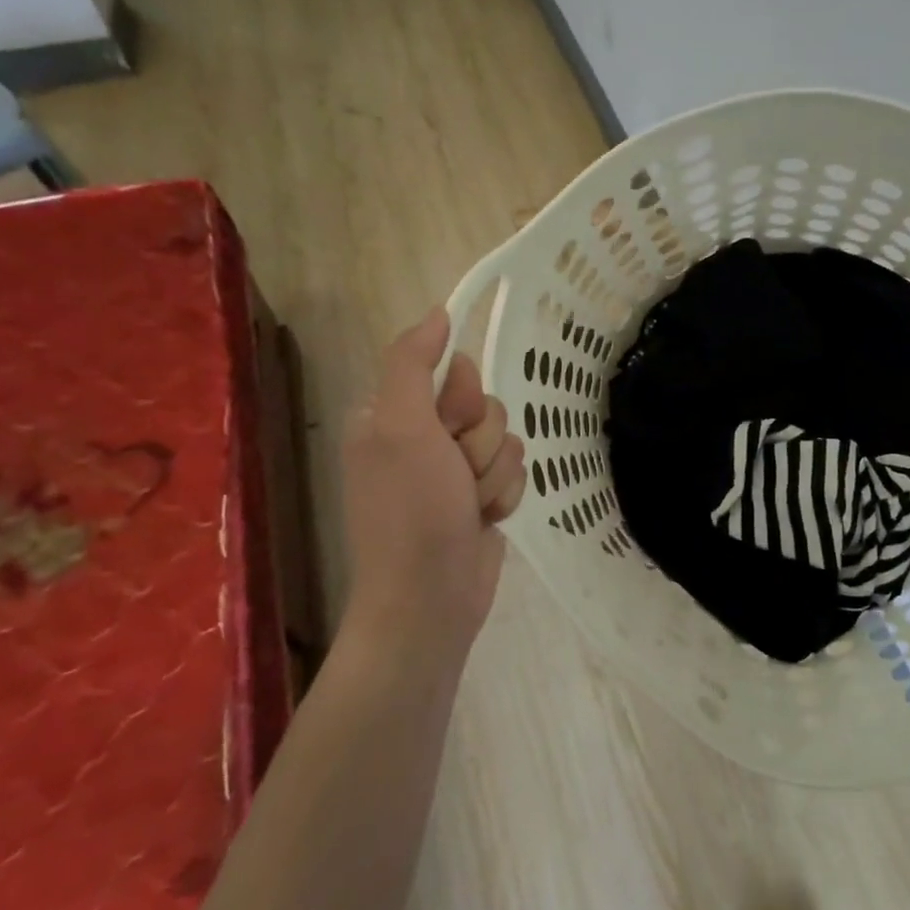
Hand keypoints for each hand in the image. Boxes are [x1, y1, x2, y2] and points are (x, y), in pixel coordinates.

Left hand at [341, 308, 525, 663]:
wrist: (432, 596)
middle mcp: (423, 436)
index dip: (463, 402)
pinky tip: (485, 520)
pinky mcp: (480, 497)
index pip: (455, 372)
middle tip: (456, 478)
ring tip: (469, 507)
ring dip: (494, 475)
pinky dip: (504, 496)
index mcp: (393, 413)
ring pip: (507, 439)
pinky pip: (515, 472)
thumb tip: (438, 312)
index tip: (447, 433)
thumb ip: (413, 363)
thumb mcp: (401, 427)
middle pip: (486, 406)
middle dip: (481, 444)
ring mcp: (453, 470)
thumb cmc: (412, 511)